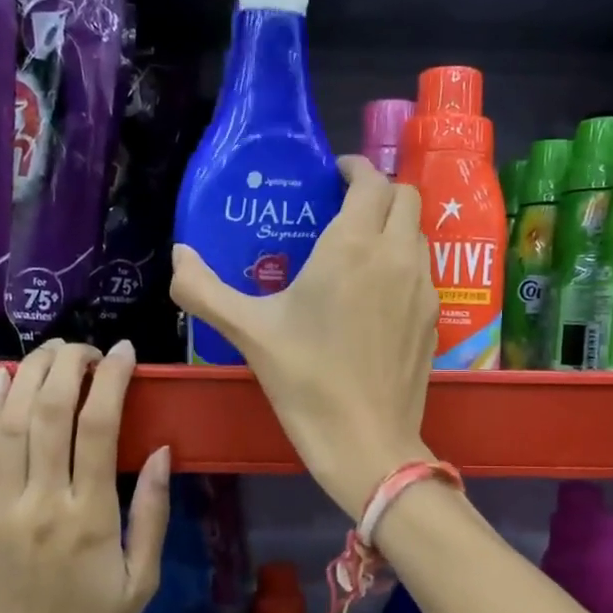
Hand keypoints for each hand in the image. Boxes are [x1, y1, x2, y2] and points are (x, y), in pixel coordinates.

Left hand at [0, 340, 170, 612]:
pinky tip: (4, 377)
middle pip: (50, 412)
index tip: (123, 353)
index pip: (97, 428)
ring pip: (11, 422)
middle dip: (69, 364)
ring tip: (53, 350)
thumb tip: (159, 451)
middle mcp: (40, 503)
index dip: (111, 380)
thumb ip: (152, 513)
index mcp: (89, 519)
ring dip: (31, 374)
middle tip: (87, 346)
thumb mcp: (142, 581)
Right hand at [171, 156, 436, 518]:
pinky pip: (423, 270)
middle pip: (405, 198)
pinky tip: (377, 294)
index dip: (354, 169)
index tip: (332, 176)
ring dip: (394, 226)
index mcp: (354, 247)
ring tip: (359, 249)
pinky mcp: (434, 319)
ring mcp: (423, 288)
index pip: (370, 181)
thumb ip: (204, 290)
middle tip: (344, 209)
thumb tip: (178, 257)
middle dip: (378, 191)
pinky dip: (404, 262)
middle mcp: (397, 256)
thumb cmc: (306, 381)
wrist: (367, 442)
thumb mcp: (248, 332)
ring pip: (418, 234)